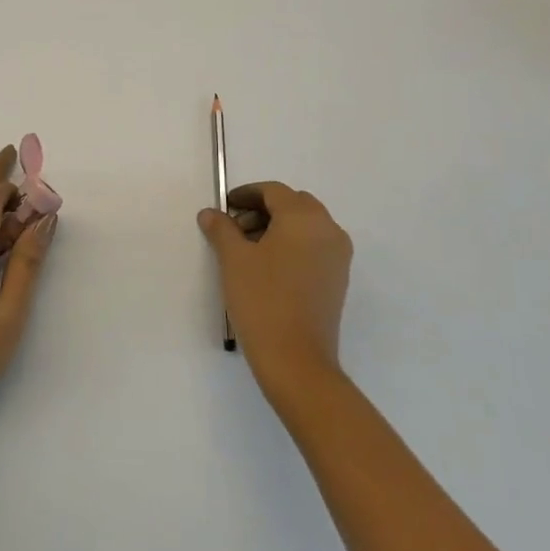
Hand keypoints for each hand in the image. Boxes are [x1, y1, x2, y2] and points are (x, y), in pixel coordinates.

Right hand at [198, 182, 351, 403]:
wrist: (296, 359)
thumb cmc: (262, 300)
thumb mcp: (233, 259)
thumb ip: (221, 229)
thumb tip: (211, 213)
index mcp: (304, 217)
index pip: (273, 191)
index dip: (246, 194)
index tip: (224, 207)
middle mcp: (328, 229)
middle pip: (293, 204)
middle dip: (263, 209)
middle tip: (234, 227)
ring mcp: (338, 255)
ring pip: (305, 225)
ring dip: (277, 227)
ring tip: (248, 249)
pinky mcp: (338, 278)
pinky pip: (314, 246)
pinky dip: (292, 245)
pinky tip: (268, 267)